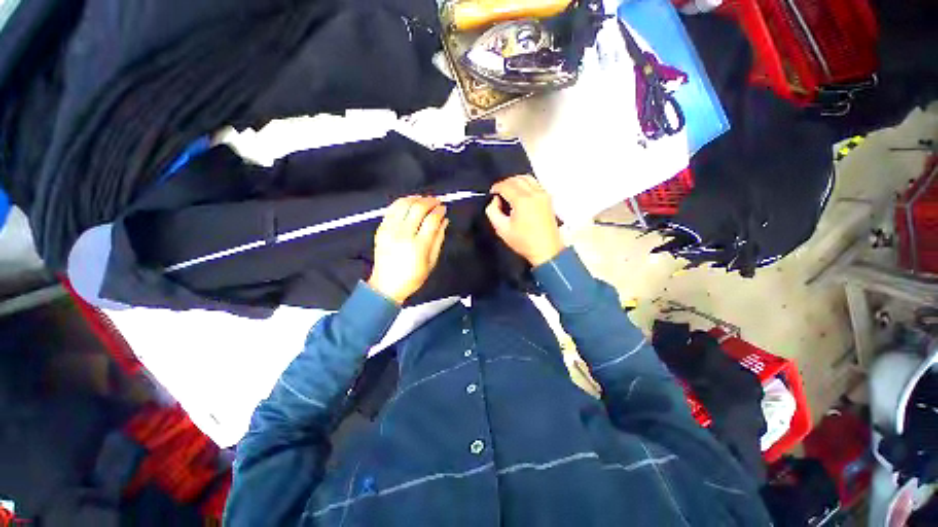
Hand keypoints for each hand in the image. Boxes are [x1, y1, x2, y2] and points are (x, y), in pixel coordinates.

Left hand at [367, 196, 448, 304]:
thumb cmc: (413, 277)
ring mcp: (390, 231)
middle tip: (436, 201)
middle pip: (418, 208)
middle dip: (430, 201)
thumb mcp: (432, 261)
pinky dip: (401, 202)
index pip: (431, 220)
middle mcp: (403, 235)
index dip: (439, 210)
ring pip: (403, 204)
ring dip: (415, 198)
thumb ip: (439, 239)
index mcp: (419, 246)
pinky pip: (391, 209)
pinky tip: (409, 203)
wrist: (386, 286)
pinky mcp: (381, 230)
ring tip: (423, 199)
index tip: (443, 208)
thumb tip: (444, 220)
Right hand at [486, 175, 564, 266]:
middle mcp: (534, 193)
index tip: (492, 194)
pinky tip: (520, 195)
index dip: (496, 188)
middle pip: (516, 179)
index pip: (506, 185)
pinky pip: (535, 183)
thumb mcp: (501, 229)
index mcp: (522, 200)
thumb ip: (493, 211)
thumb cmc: (524, 242)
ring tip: (509, 192)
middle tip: (499, 193)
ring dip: (516, 182)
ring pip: (527, 178)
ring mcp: (543, 195)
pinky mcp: (548, 198)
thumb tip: (495, 200)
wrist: (546, 250)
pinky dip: (525, 184)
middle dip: (505, 183)